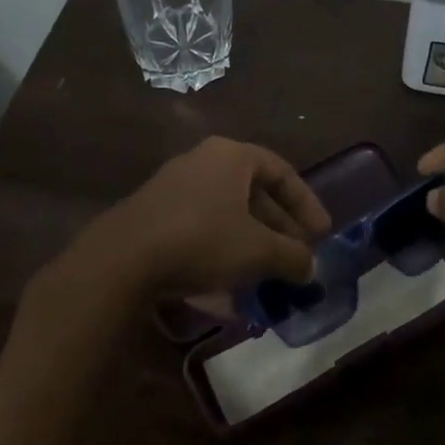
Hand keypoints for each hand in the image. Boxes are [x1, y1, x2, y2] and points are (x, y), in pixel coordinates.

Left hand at [71, 136, 331, 300]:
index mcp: (232, 156)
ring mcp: (174, 187)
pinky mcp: (154, 216)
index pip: (281, 171)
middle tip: (297, 258)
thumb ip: (292, 256)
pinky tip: (229, 289)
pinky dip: (222, 253)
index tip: (322, 234)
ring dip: (251, 244)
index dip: (306, 203)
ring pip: (227, 214)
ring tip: (268, 277)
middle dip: (278, 229)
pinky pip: (201, 229)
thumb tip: (311, 267)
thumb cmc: (202, 240)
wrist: (122, 259)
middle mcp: (203, 162)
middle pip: (253, 193)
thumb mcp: (258, 251)